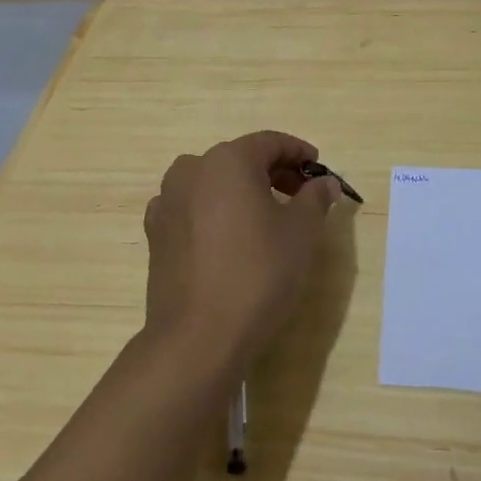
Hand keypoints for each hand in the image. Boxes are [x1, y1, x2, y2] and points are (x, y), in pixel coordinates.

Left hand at [142, 131, 341, 376]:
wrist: (198, 337)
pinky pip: (192, 208)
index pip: (270, 143)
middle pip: (240, 159)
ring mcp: (167, 201)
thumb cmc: (258, 275)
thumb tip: (324, 184)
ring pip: (213, 183)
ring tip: (266, 217)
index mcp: (228, 160)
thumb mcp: (302, 233)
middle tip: (301, 195)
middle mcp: (192, 169)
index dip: (299, 153)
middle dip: (273, 172)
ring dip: (241, 191)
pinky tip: (228, 238)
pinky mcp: (155, 233)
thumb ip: (315, 199)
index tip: (319, 170)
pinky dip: (214, 212)